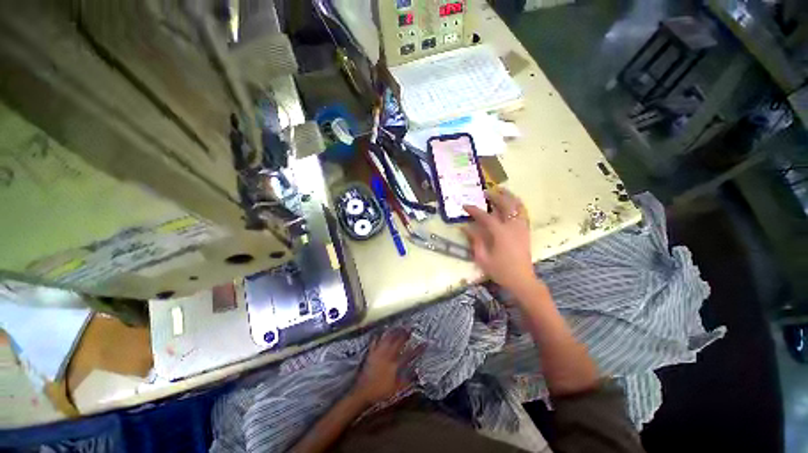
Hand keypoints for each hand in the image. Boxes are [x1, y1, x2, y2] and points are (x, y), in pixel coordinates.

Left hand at [351, 329, 423, 406]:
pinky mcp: (371, 353)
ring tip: (399, 326)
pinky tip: (381, 330)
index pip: (410, 354)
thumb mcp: (396, 390)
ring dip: (394, 331)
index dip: (418, 348)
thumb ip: (407, 381)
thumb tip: (417, 374)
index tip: (425, 342)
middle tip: (410, 328)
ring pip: (387, 338)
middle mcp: (388, 355)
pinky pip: (375, 341)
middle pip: (398, 341)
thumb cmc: (380, 392)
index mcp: (395, 365)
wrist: (362, 393)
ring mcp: (378, 352)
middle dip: (405, 334)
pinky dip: (379, 335)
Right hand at [463, 188, 536, 293]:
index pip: (485, 217)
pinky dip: (517, 204)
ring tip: (501, 190)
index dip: (474, 210)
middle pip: (505, 205)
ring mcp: (521, 228)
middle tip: (485, 192)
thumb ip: (474, 241)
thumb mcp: (482, 258)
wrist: (522, 280)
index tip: (465, 205)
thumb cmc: (500, 270)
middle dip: (495, 196)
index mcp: (500, 233)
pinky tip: (512, 202)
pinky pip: (523, 213)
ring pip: (518, 206)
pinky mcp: (526, 231)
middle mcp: (512, 227)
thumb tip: (465, 227)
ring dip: (509, 196)